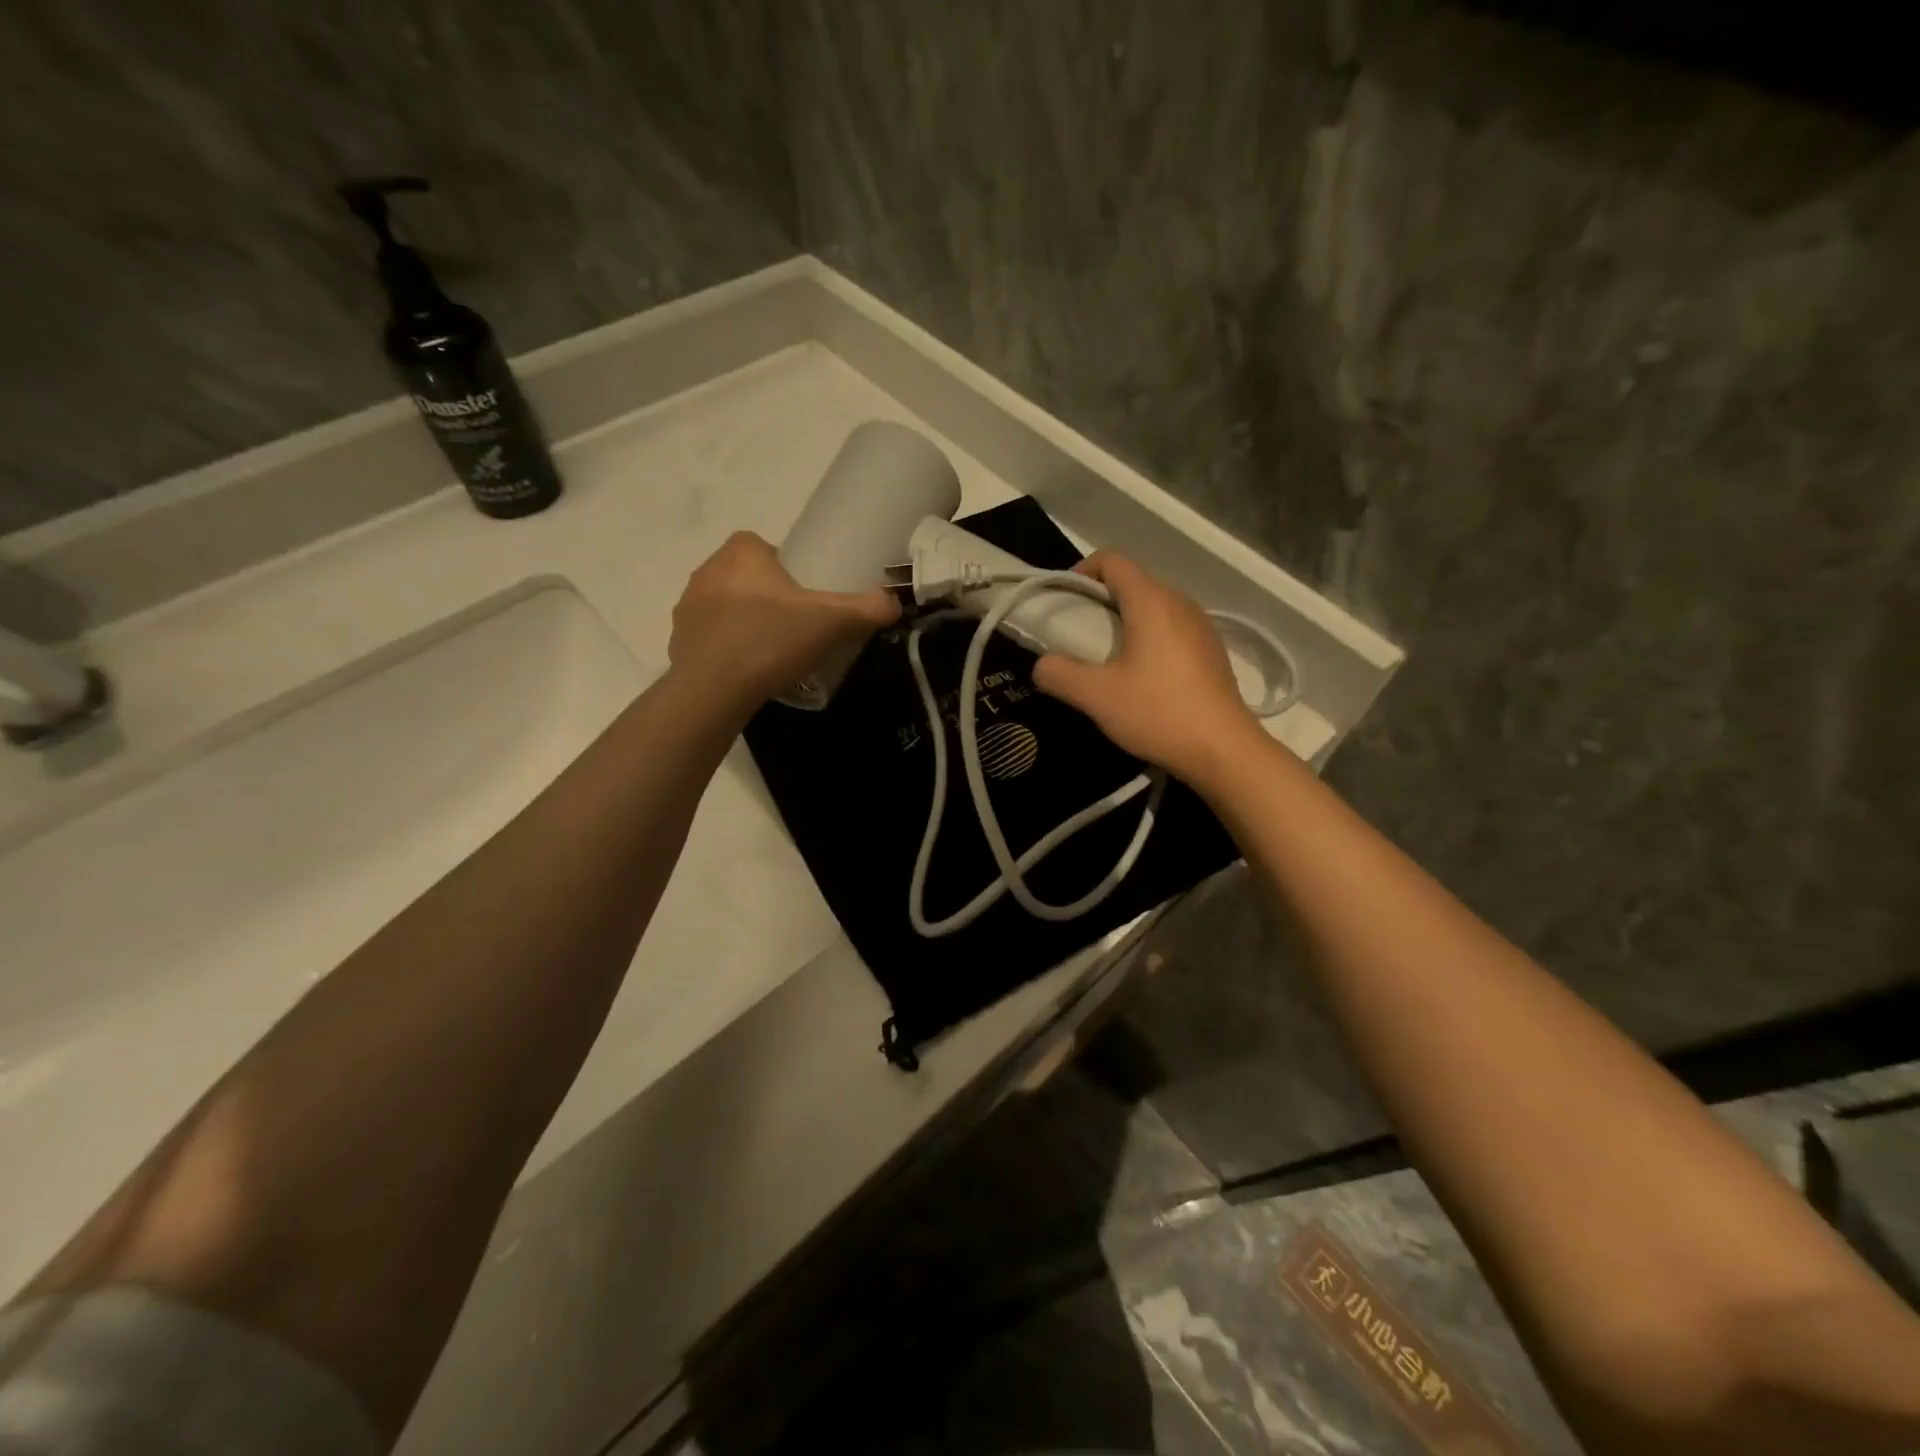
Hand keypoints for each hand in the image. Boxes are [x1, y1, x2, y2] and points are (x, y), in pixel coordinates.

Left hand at [668, 531, 898, 708]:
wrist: (714, 690)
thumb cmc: (771, 640)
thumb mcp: (832, 622)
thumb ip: (867, 608)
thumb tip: (895, 602)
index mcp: (740, 553)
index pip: (764, 547)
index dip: (786, 568)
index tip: (806, 597)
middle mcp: (707, 570)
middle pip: (746, 575)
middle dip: (768, 595)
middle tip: (795, 625)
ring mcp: (687, 606)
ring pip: (725, 605)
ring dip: (745, 620)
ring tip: (772, 650)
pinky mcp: (677, 640)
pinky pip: (709, 636)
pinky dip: (727, 647)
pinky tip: (748, 670)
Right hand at [1032, 553, 1259, 784]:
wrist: (1223, 750)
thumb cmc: (1158, 712)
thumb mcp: (1096, 696)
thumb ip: (1059, 674)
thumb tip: (1042, 665)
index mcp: (1151, 601)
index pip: (1112, 561)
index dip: (1082, 572)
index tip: (1064, 602)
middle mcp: (1180, 603)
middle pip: (1133, 582)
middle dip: (1100, 601)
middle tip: (1077, 635)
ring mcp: (1201, 626)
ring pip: (1154, 607)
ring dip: (1125, 621)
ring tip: (1106, 657)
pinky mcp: (1211, 650)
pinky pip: (1172, 629)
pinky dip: (1149, 638)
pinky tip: (1141, 676)